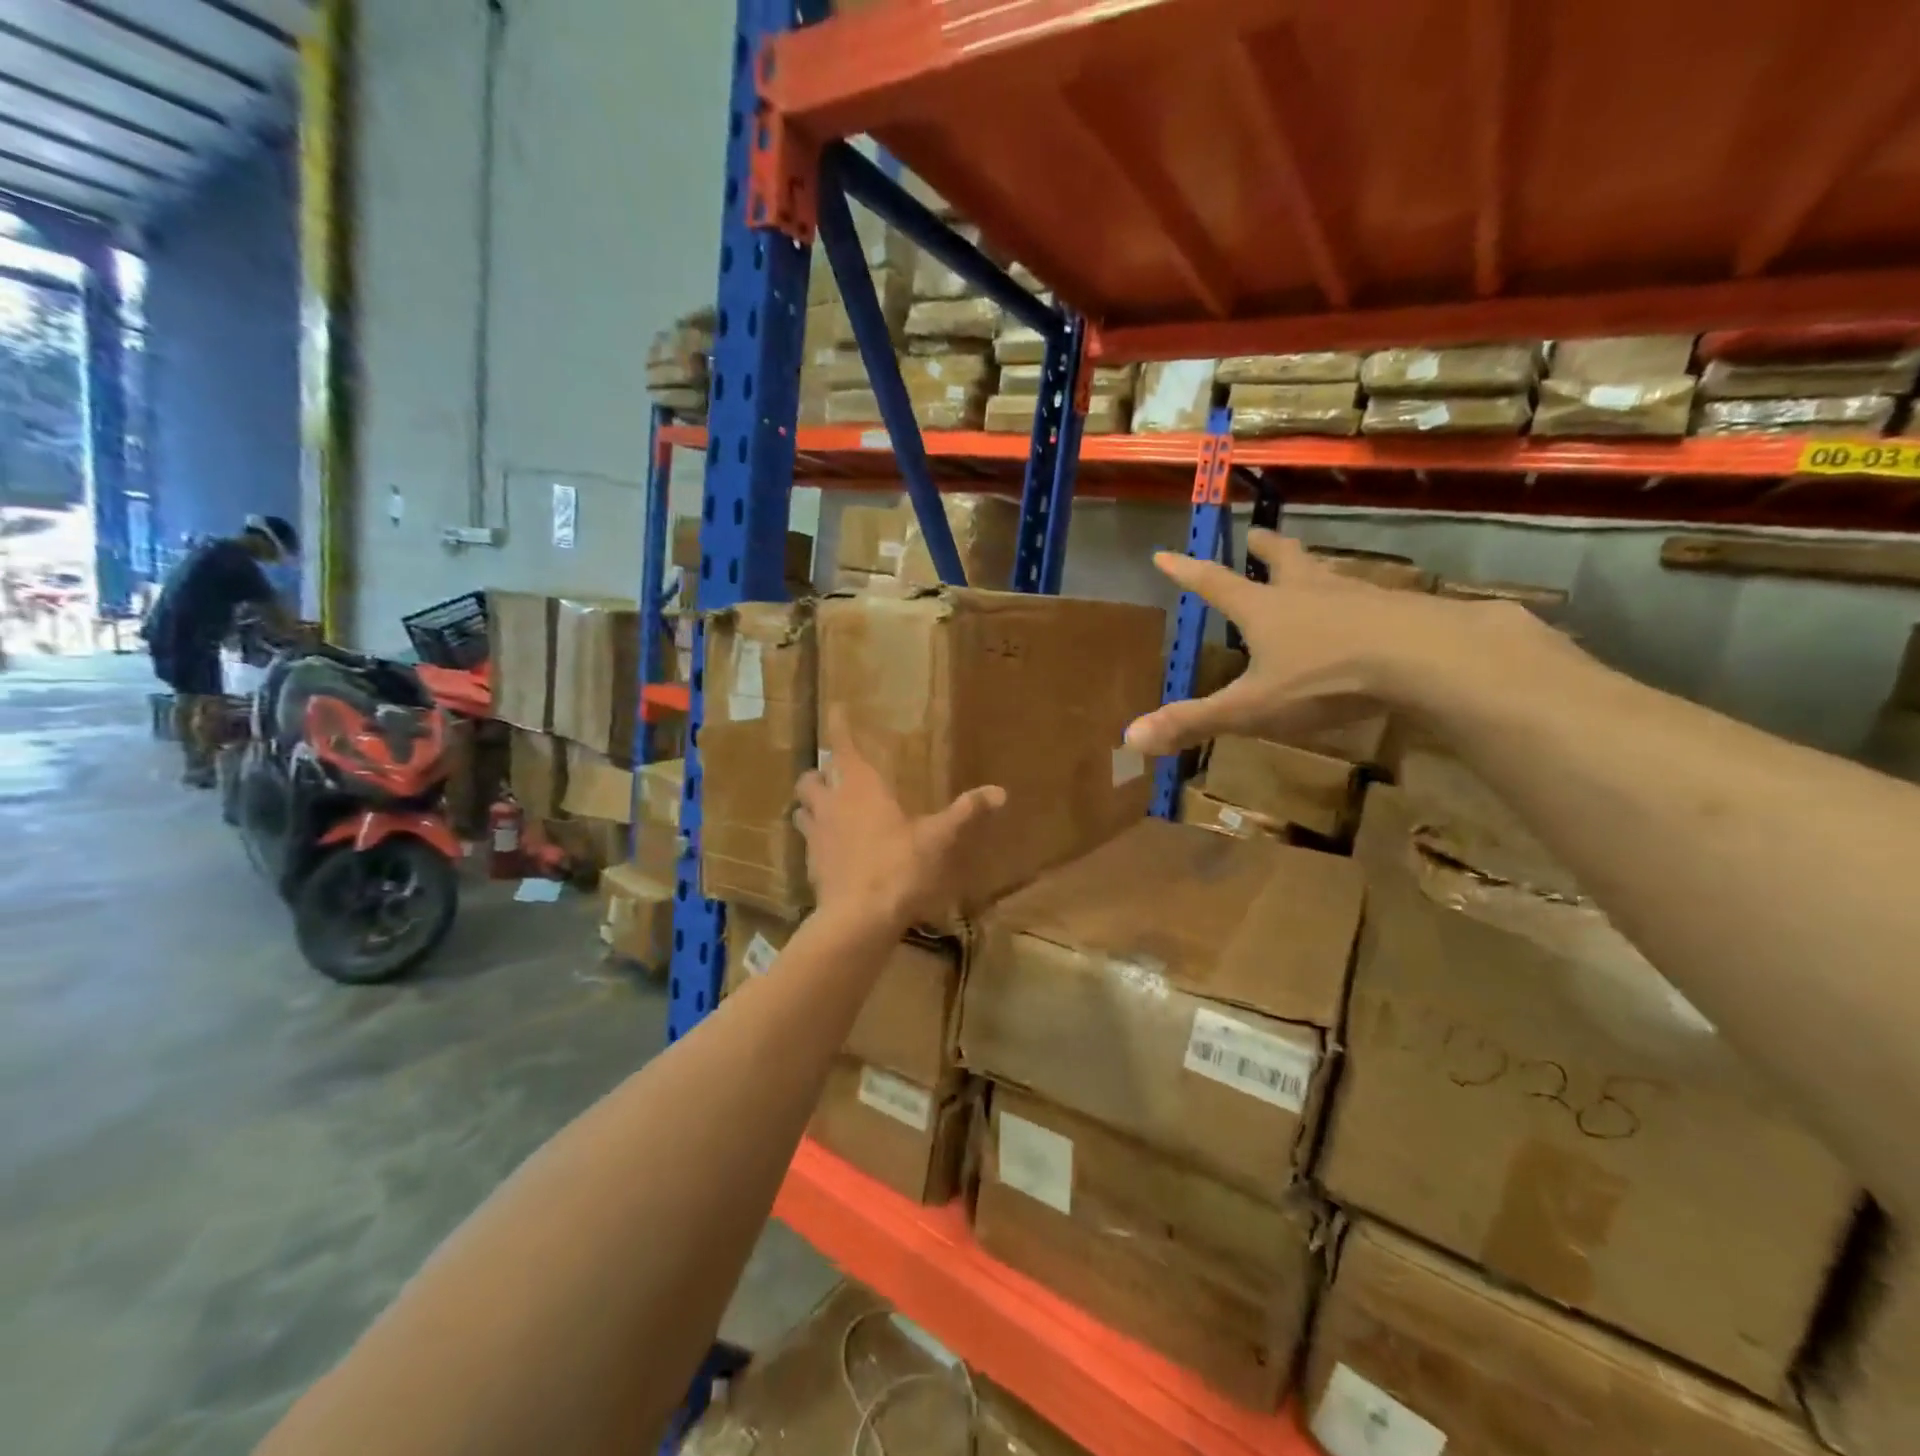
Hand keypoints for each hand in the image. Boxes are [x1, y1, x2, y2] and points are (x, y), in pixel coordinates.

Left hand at [795, 708, 1005, 928]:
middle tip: (833, 775)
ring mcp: (816, 835)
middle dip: (819, 772)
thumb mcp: (938, 838)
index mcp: (860, 787)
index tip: (835, 707)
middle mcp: (831, 804)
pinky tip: (831, 849)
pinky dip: (816, 838)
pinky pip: (806, 842)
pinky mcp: (811, 864)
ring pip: (801, 808)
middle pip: (810, 777)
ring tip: (826, 808)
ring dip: (810, 804)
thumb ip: (965, 812)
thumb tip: (1000, 791)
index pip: (843, 746)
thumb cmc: (899, 866)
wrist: (859, 917)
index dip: (839, 725)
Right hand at [1124, 530, 1562, 755]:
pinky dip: (1362, 600)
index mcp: (1265, 610)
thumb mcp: (1252, 708)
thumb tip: (1129, 738)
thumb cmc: (1324, 679)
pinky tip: (1372, 612)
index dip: (1186, 572)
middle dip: (1265, 550)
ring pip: (1329, 575)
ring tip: (1313, 567)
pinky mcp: (1400, 611)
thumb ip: (1194, 722)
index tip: (1164, 553)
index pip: (1214, 584)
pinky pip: (1373, 599)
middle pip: (1283, 562)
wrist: (1423, 659)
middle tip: (1257, 535)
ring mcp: (1357, 597)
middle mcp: (1307, 593)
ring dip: (1314, 568)